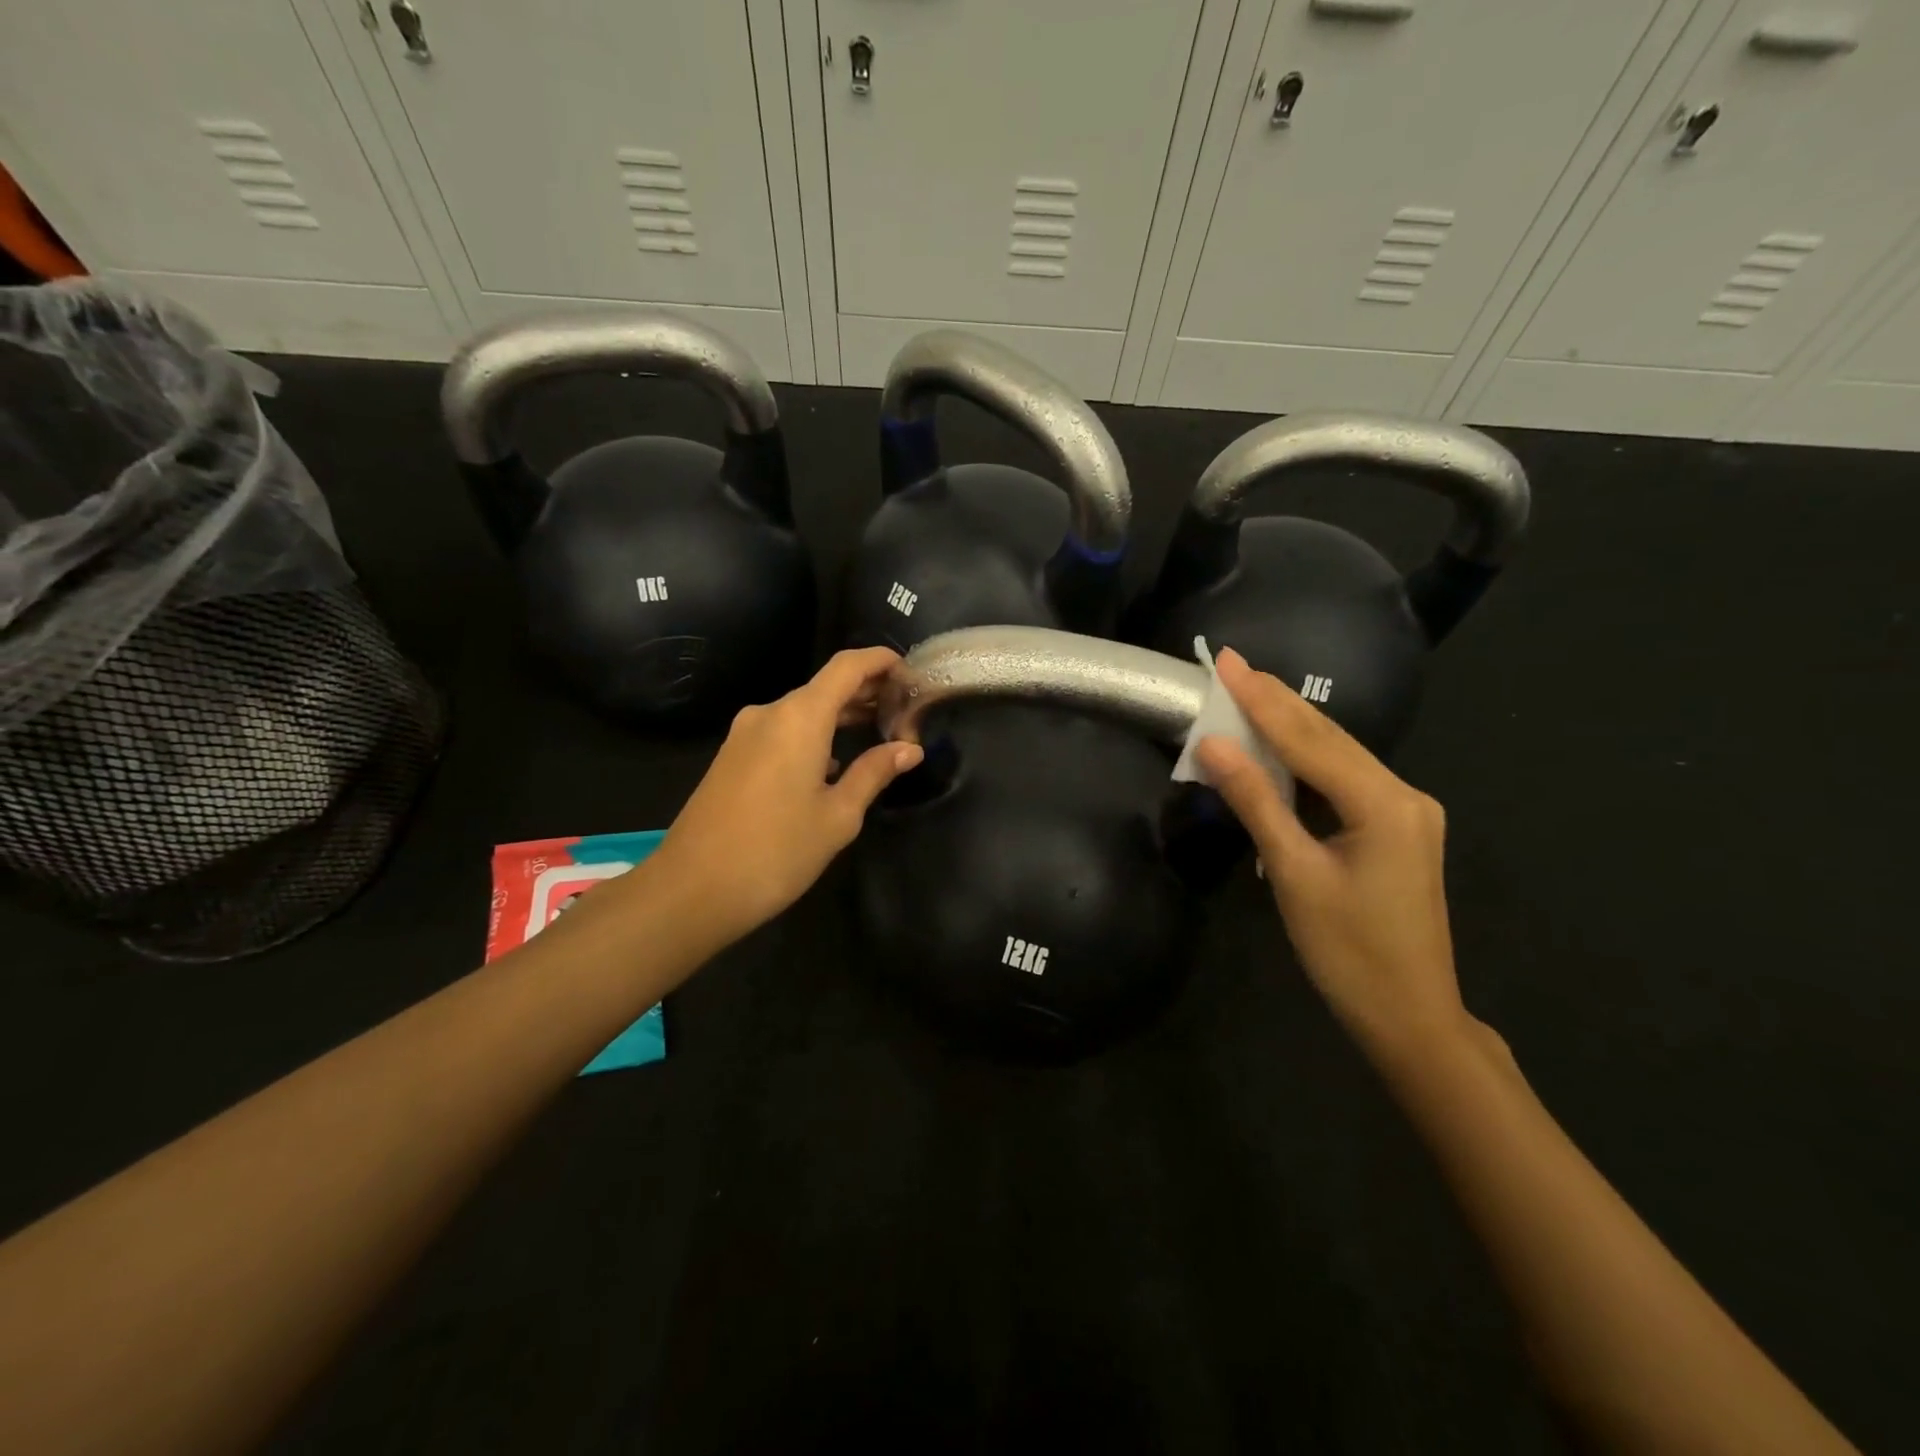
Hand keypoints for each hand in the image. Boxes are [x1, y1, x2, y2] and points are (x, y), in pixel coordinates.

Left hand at [646, 648, 922, 943]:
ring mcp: (744, 734)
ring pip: (802, 711)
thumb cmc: (775, 852)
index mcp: (799, 718)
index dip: (881, 661)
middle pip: (825, 686)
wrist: (691, 890)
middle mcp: (769, 713)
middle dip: (866, 692)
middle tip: (904, 711)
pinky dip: (813, 735)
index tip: (910, 673)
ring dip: (840, 716)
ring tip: (877, 733)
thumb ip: (873, 773)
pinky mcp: (732, 756)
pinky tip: (832, 763)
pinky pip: (781, 731)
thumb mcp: (838, 816)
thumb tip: (909, 749)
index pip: (847, 666)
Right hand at [1195, 649, 1474, 1066]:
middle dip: (1277, 700)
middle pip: (1329, 737)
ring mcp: (1406, 811)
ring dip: (1291, 726)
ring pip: (1338, 756)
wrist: (1410, 1015)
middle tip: (1234, 664)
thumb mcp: (1293, 873)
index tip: (1228, 661)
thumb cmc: (1348, 951)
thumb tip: (1212, 745)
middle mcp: (1403, 795)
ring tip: (1250, 691)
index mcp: (1384, 803)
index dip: (1261, 700)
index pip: (1309, 739)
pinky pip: (1344, 780)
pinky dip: (1306, 760)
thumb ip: (1255, 801)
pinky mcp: (1397, 828)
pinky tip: (1280, 745)